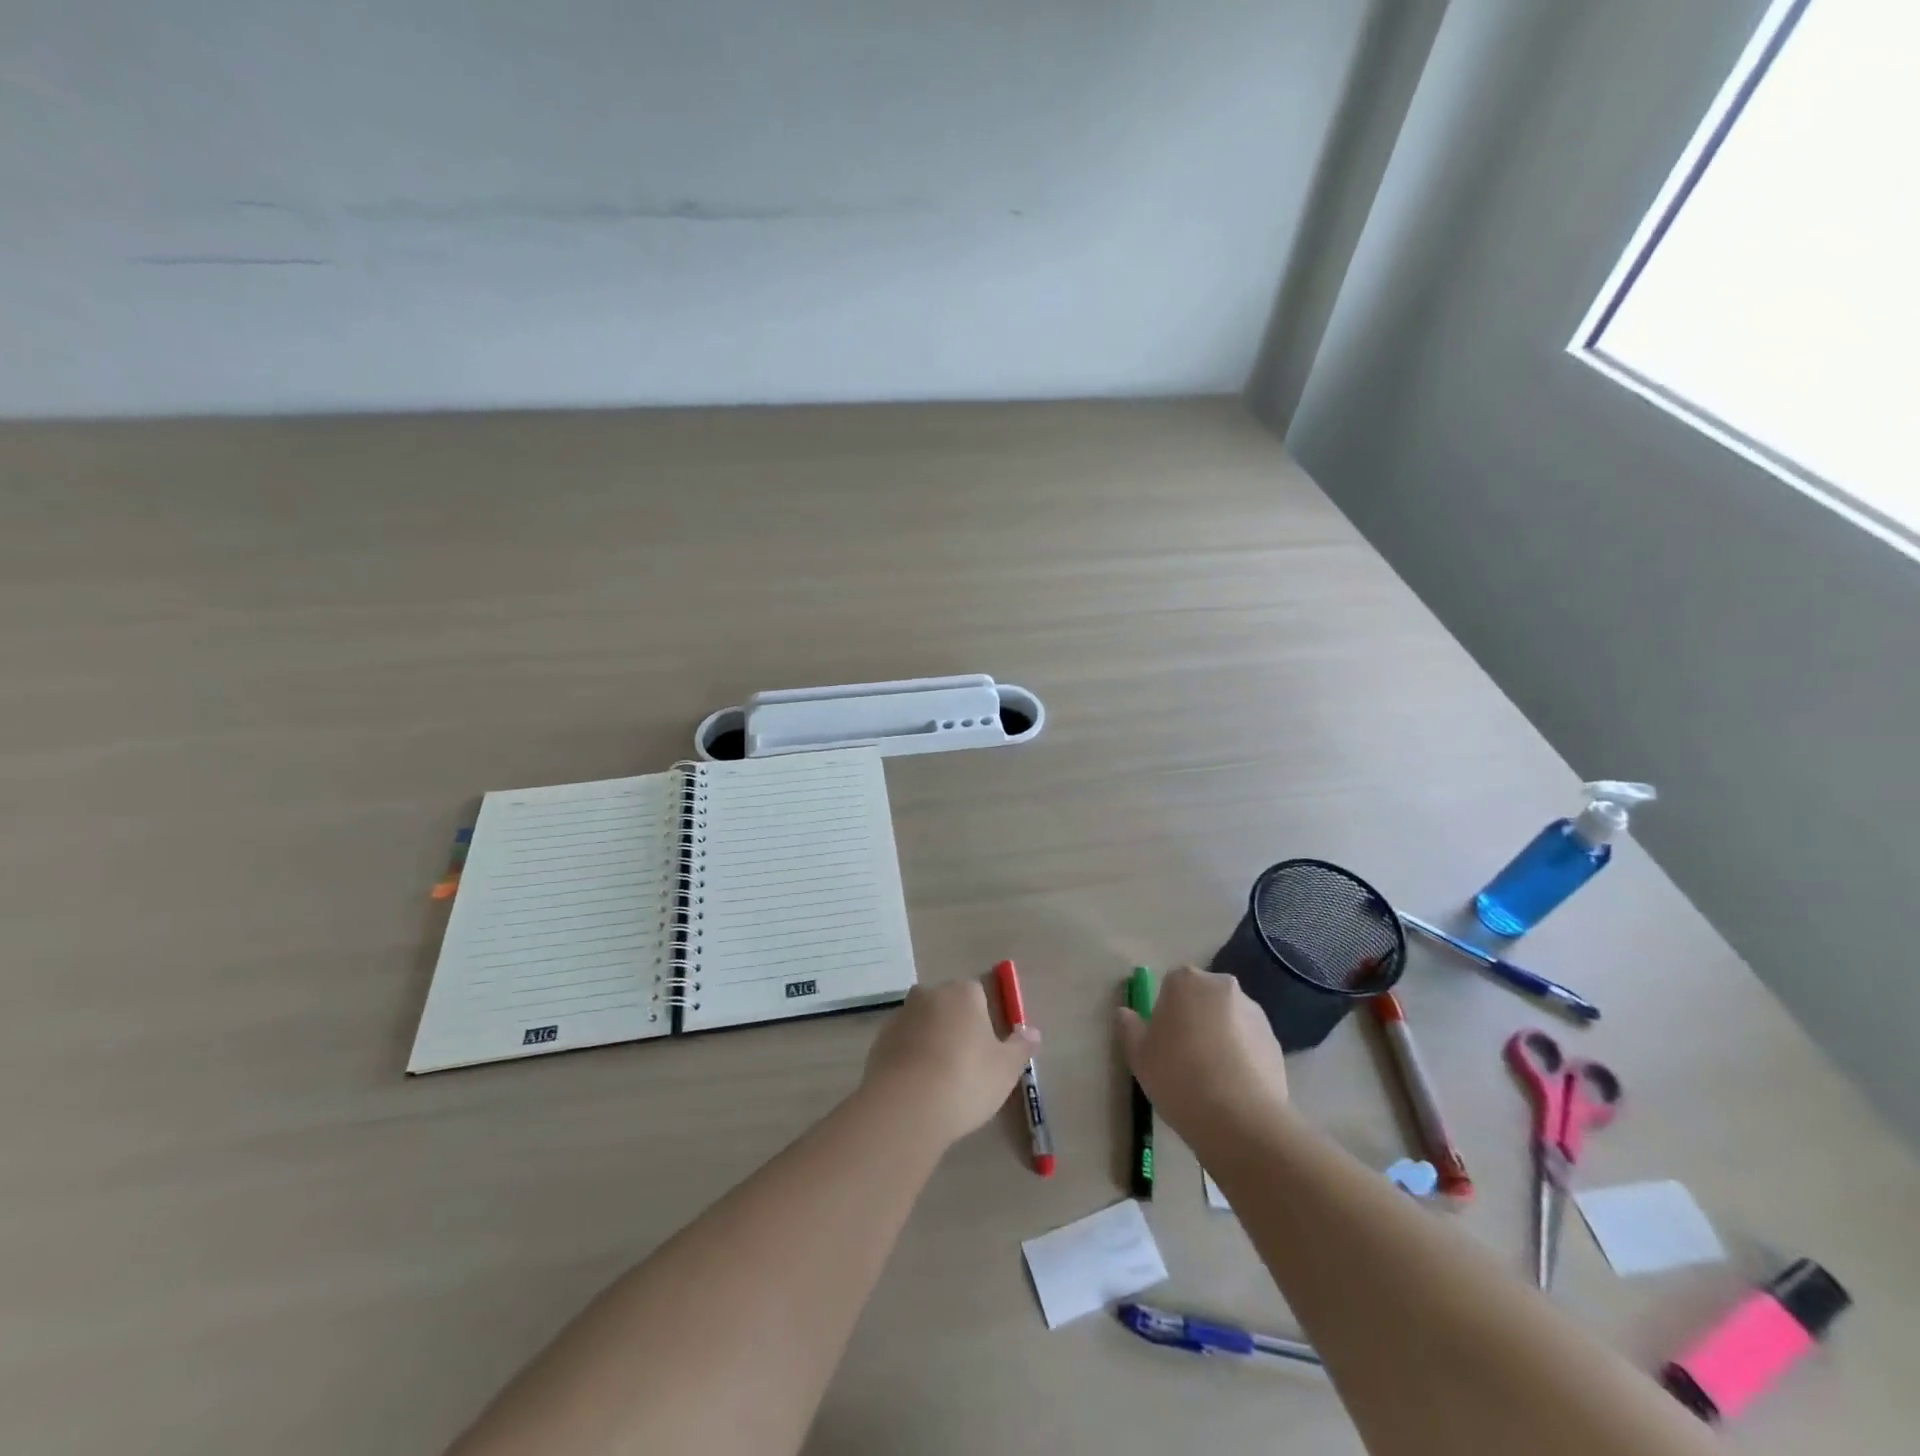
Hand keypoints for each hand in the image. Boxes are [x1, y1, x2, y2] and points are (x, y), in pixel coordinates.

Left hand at [862, 977, 1040, 1146]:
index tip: (989, 1049)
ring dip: (932, 1041)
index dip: (985, 1020)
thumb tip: (1032, 1031)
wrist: (906, 1107)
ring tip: (941, 1081)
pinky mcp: (879, 1041)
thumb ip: (1021, 1046)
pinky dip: (911, 1058)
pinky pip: (903, 1044)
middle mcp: (929, 994)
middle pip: (948, 1005)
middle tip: (967, 1065)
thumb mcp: (1006, 1068)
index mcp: (963, 992)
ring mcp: (901, 1016)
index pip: (978, 993)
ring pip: (924, 1024)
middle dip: (957, 1027)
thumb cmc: (966, 1080)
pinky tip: (918, 1087)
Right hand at [1117, 966, 1287, 1135]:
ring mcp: (1255, 1013)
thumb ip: (1130, 1027)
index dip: (1165, 1011)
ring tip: (1212, 1078)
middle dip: (1195, 1018)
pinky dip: (1242, 1056)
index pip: (1171, 984)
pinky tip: (1233, 1087)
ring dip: (1220, 1036)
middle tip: (1185, 1057)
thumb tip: (1125, 1012)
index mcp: (1186, 981)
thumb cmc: (1178, 1077)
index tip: (1162, 1040)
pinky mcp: (1276, 1042)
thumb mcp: (1139, 1055)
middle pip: (1203, 998)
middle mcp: (1223, 987)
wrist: (1240, 1119)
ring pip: (1228, 1019)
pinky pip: (1250, 1042)